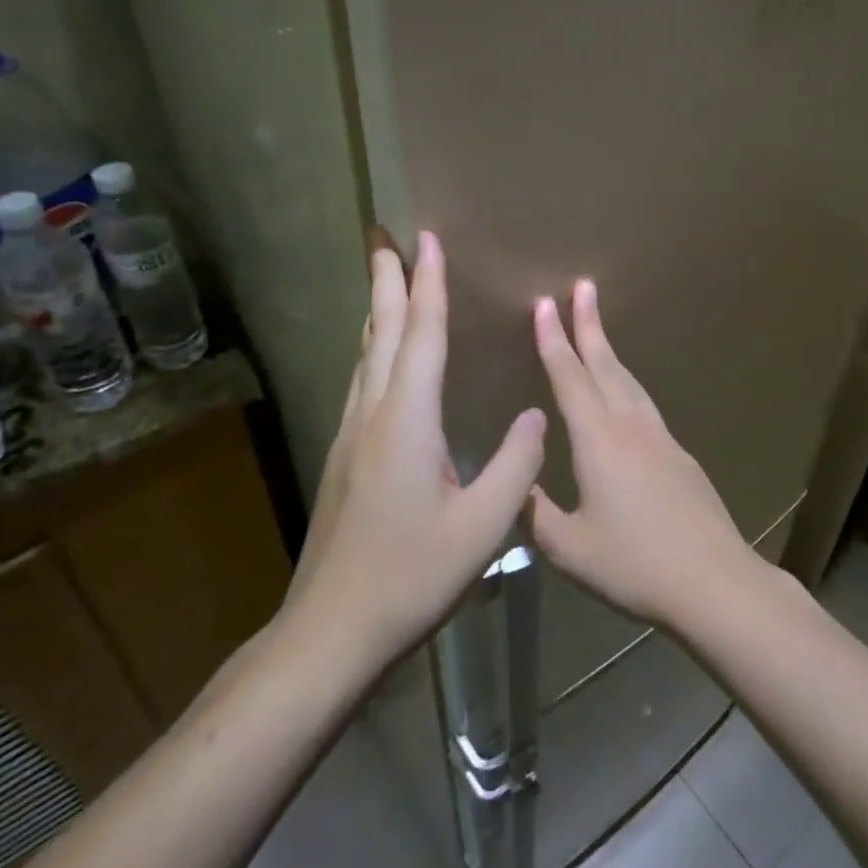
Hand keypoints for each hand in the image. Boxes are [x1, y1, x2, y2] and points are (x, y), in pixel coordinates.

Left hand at [286, 230, 546, 671]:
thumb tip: (536, 415)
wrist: (331, 631)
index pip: (422, 337)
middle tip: (382, 237)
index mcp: (408, 422)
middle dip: (386, 280)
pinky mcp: (345, 458)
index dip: (428, 285)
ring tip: (384, 282)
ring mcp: (352, 436)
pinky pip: (362, 383)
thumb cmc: (411, 576)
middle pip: (381, 333)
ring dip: (377, 311)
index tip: (426, 239)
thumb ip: (515, 466)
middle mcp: (374, 416)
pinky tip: (379, 359)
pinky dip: (374, 350)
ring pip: (365, 356)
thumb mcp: (483, 527)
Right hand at [529, 279, 757, 631]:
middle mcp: (630, 426)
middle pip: (606, 365)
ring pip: (629, 381)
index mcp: (598, 441)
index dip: (554, 340)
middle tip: (583, 286)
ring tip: (597, 330)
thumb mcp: (568, 549)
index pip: (570, 378)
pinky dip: (627, 384)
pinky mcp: (680, 455)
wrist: (713, 580)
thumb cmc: (634, 564)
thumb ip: (534, 513)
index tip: (545, 304)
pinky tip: (625, 394)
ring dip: (610, 351)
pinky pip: (645, 404)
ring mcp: (661, 438)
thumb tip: (512, 485)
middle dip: (589, 324)